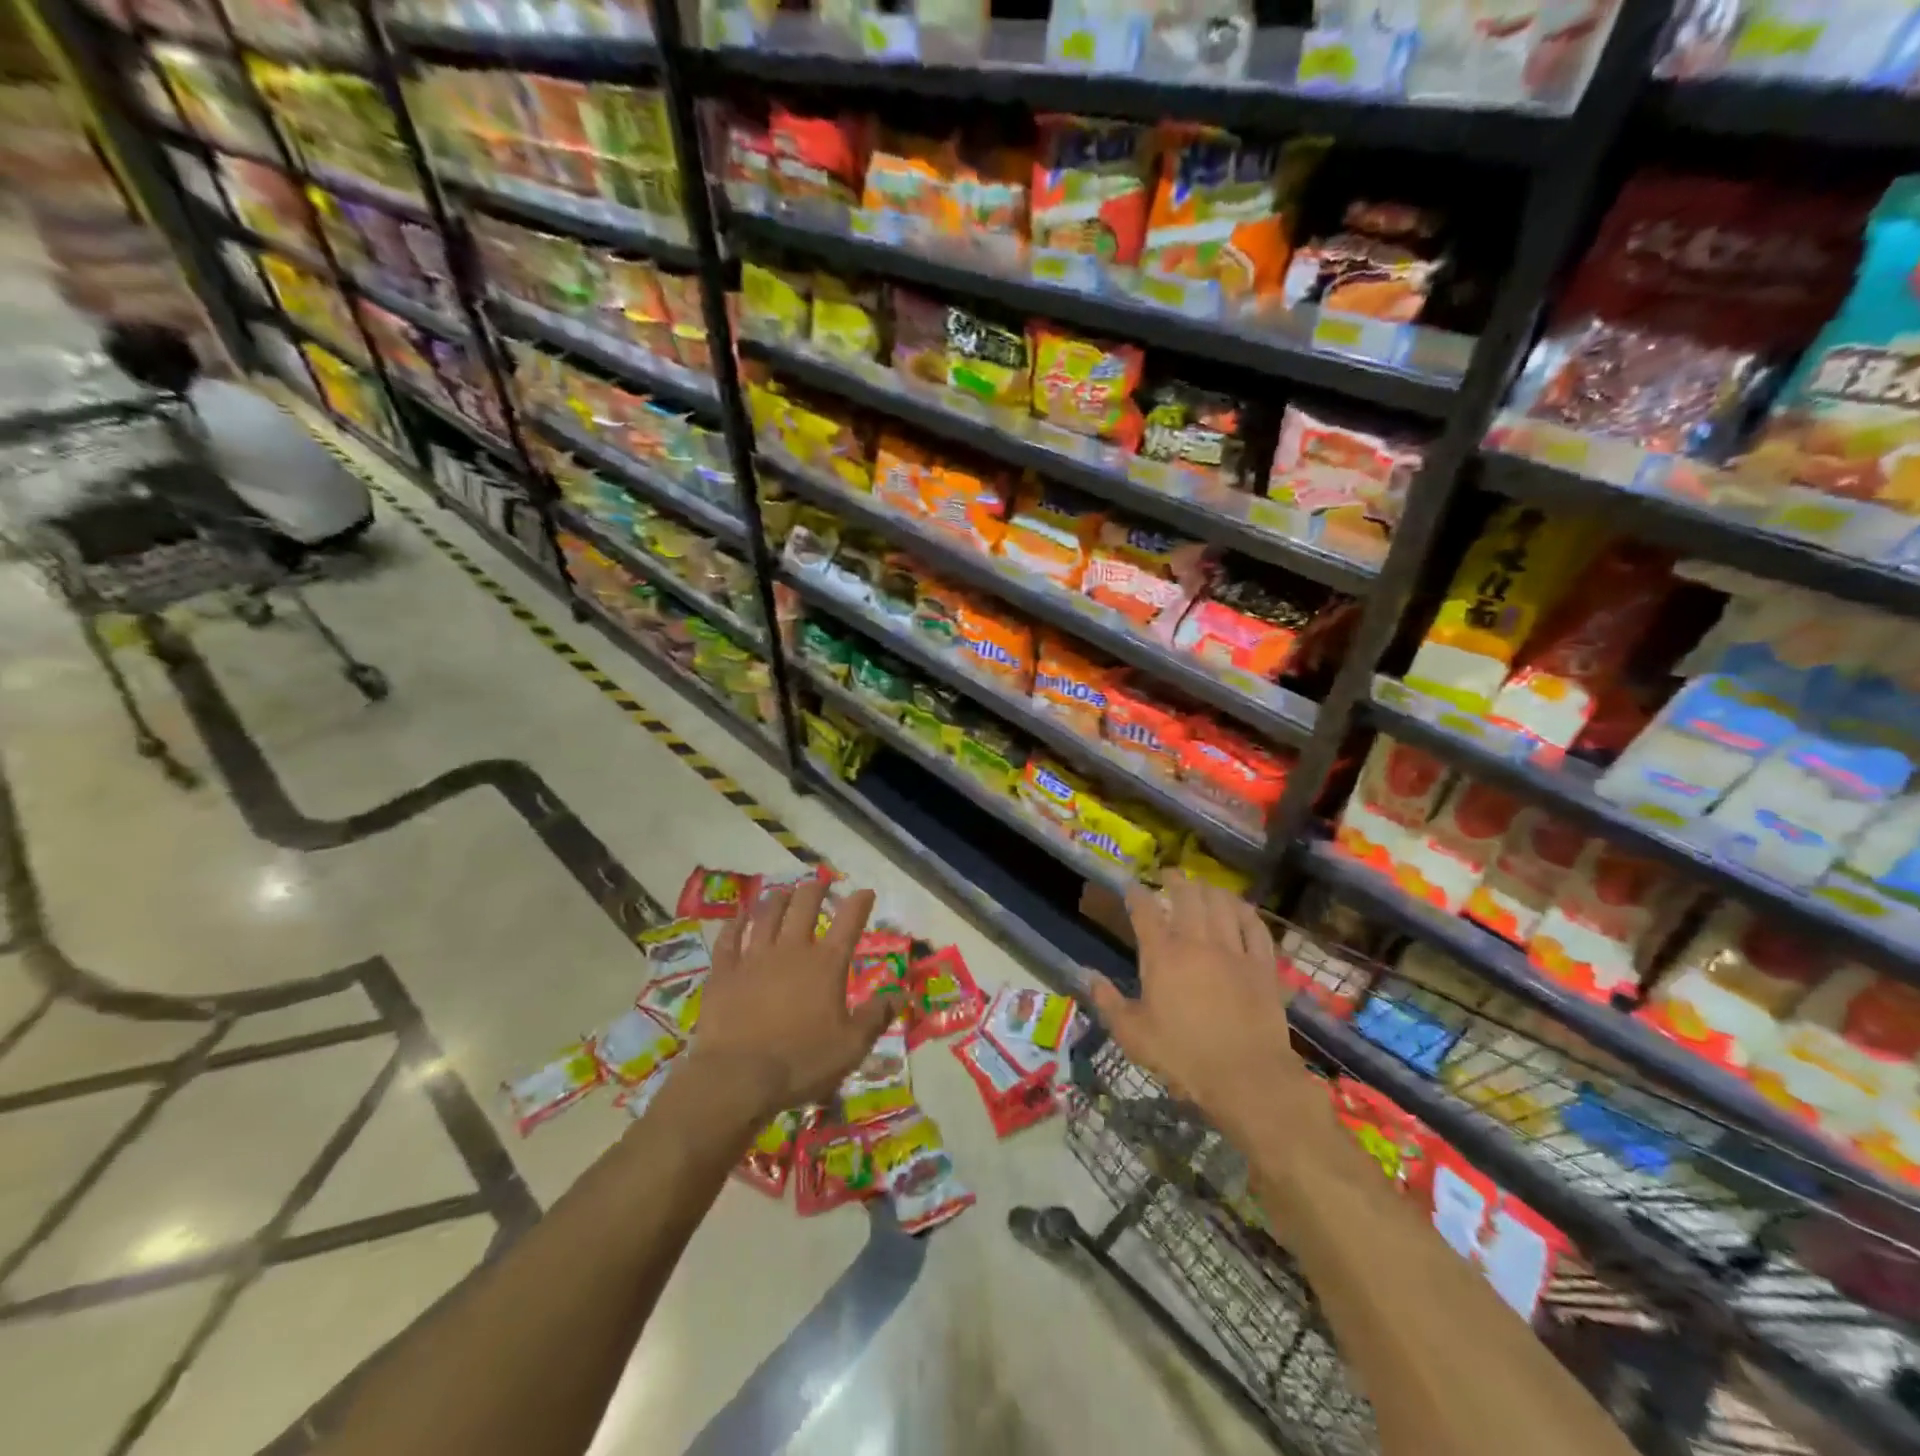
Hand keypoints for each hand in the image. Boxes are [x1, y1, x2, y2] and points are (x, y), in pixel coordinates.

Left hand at [689, 878, 896, 1121]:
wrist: (737, 1077)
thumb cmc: (801, 1062)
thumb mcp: (851, 1046)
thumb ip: (876, 1016)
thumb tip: (900, 993)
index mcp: (826, 965)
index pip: (848, 922)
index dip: (859, 903)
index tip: (865, 892)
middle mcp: (791, 951)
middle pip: (804, 907)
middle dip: (815, 890)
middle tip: (819, 883)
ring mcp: (754, 958)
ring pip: (767, 916)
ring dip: (778, 900)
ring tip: (784, 893)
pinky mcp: (724, 972)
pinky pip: (729, 939)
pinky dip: (735, 924)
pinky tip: (738, 916)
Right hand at [1091, 874, 1302, 1143]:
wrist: (1246, 1077)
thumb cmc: (1183, 1056)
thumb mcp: (1133, 1035)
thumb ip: (1108, 1002)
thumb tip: (1087, 976)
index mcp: (1162, 956)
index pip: (1145, 911)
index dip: (1136, 894)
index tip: (1131, 886)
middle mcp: (1197, 942)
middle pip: (1187, 896)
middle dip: (1175, 880)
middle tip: (1169, 874)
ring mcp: (1233, 951)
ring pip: (1222, 904)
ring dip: (1210, 889)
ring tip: (1203, 886)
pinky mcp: (1262, 965)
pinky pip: (1255, 927)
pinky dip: (1245, 912)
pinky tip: (1240, 909)